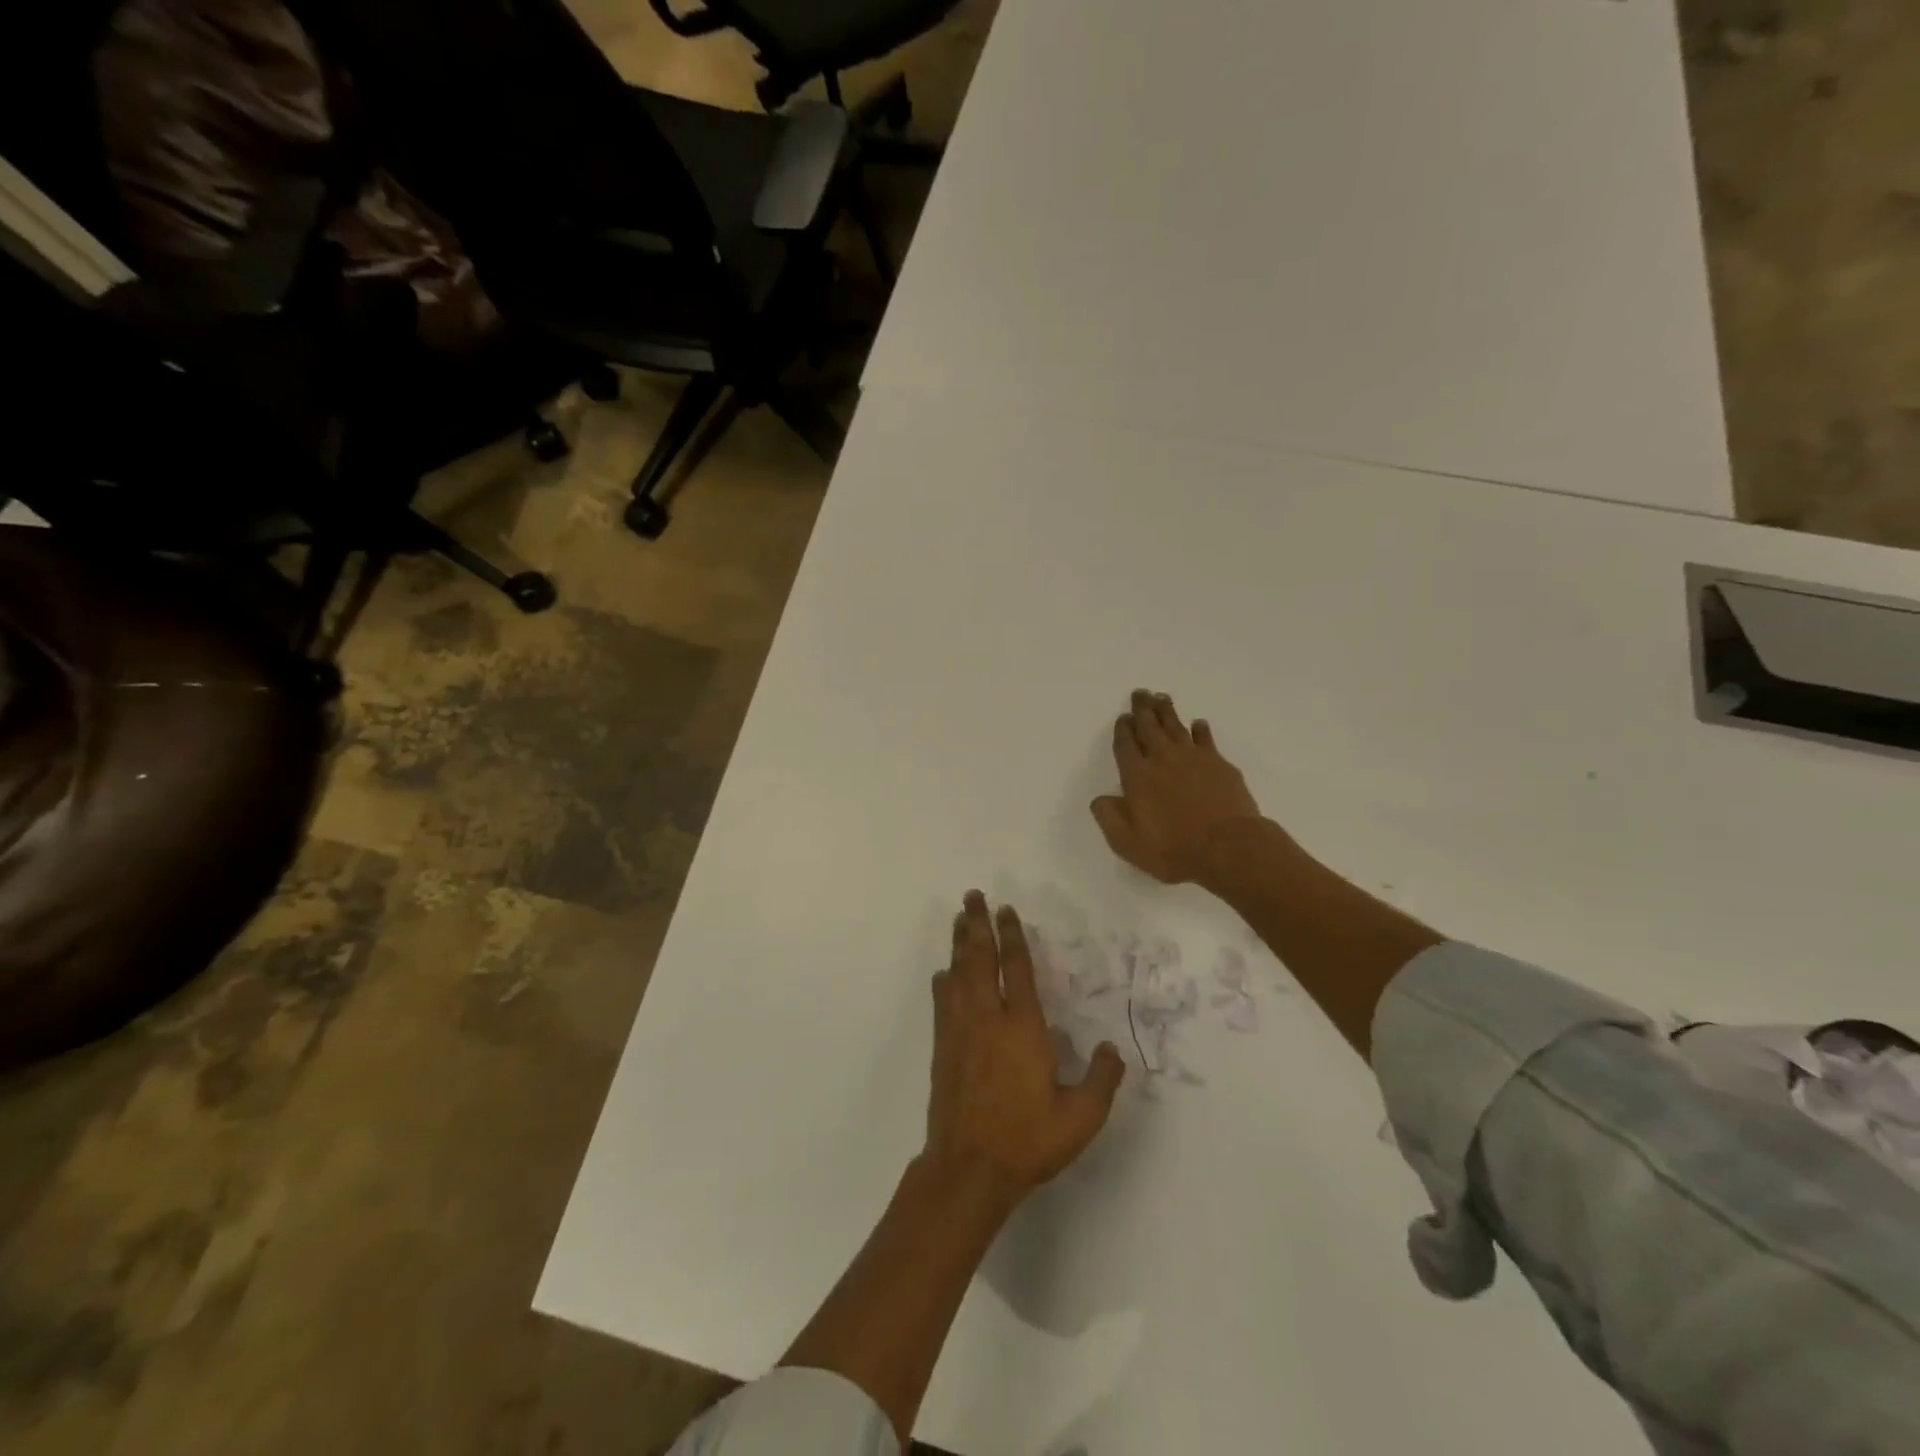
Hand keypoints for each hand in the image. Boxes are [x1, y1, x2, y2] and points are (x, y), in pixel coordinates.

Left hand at [926, 893, 1125, 1202]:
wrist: (968, 1168)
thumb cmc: (1027, 1140)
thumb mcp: (1080, 1117)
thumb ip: (1102, 1080)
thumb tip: (1113, 1049)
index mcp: (1022, 1027)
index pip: (1016, 968)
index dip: (1012, 936)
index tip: (1006, 911)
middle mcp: (987, 1018)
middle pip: (979, 959)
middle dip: (977, 925)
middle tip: (973, 897)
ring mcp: (960, 1031)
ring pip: (958, 974)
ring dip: (958, 944)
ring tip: (959, 919)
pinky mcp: (943, 1048)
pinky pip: (943, 1002)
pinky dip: (944, 980)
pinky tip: (944, 973)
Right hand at [1092, 690, 1263, 886]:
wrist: (1229, 846)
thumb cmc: (1173, 848)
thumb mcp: (1127, 842)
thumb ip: (1109, 817)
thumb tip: (1100, 798)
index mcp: (1137, 776)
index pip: (1126, 745)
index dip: (1123, 729)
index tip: (1123, 717)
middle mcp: (1163, 759)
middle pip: (1150, 727)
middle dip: (1143, 709)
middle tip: (1140, 693)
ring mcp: (1194, 758)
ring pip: (1176, 727)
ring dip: (1167, 711)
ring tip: (1161, 697)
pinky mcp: (1219, 764)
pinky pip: (1205, 739)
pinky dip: (1200, 730)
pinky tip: (1198, 724)